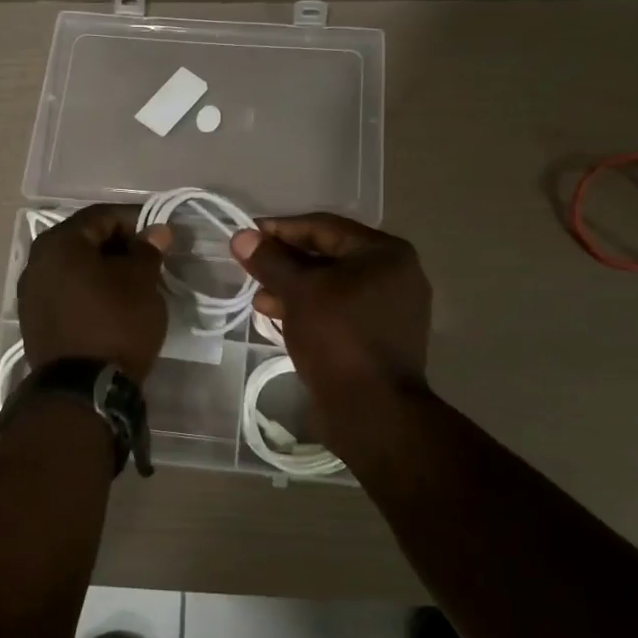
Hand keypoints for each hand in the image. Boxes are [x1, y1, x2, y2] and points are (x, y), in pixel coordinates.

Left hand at [18, 205, 174, 381]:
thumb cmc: (115, 324)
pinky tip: (110, 302)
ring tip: (133, 281)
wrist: (82, 390)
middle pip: (84, 239)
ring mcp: (30, 292)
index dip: (135, 220)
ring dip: (103, 268)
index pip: (102, 216)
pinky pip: (65, 290)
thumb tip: (156, 231)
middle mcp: (36, 261)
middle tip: (149, 258)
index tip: (161, 235)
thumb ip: (148, 250)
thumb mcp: (142, 282)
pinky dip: (88, 288)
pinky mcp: (34, 319)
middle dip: (118, 244)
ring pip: (74, 266)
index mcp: (60, 242)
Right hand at [230, 214, 431, 410]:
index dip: (282, 229)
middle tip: (250, 267)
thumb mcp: (299, 292)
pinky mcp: (380, 337)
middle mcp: (396, 275)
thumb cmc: (338, 337)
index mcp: (386, 253)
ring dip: (294, 288)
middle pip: (330, 256)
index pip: (325, 227)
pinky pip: (339, 311)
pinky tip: (278, 317)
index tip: (248, 236)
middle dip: (286, 262)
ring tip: (258, 297)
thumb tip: (241, 236)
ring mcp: (391, 309)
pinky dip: (310, 309)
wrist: (372, 410)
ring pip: (333, 286)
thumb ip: (270, 261)